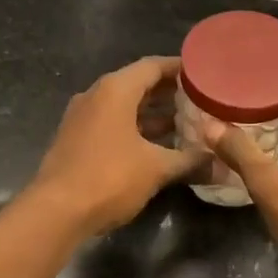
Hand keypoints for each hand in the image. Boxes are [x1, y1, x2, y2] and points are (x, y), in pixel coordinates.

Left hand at [31, 56, 199, 235]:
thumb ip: (190, 161)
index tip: (205, 75)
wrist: (56, 212)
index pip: (153, 66)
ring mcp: (82, 118)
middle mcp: (96, 96)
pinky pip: (112, 123)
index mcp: (115, 90)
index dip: (180, 69)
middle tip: (200, 100)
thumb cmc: (109, 178)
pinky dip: (135, 128)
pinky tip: (158, 146)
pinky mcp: (76, 140)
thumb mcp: (157, 169)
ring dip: (152, 113)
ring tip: (186, 123)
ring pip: (124, 106)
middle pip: (138, 84)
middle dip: (169, 92)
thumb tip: (221, 165)